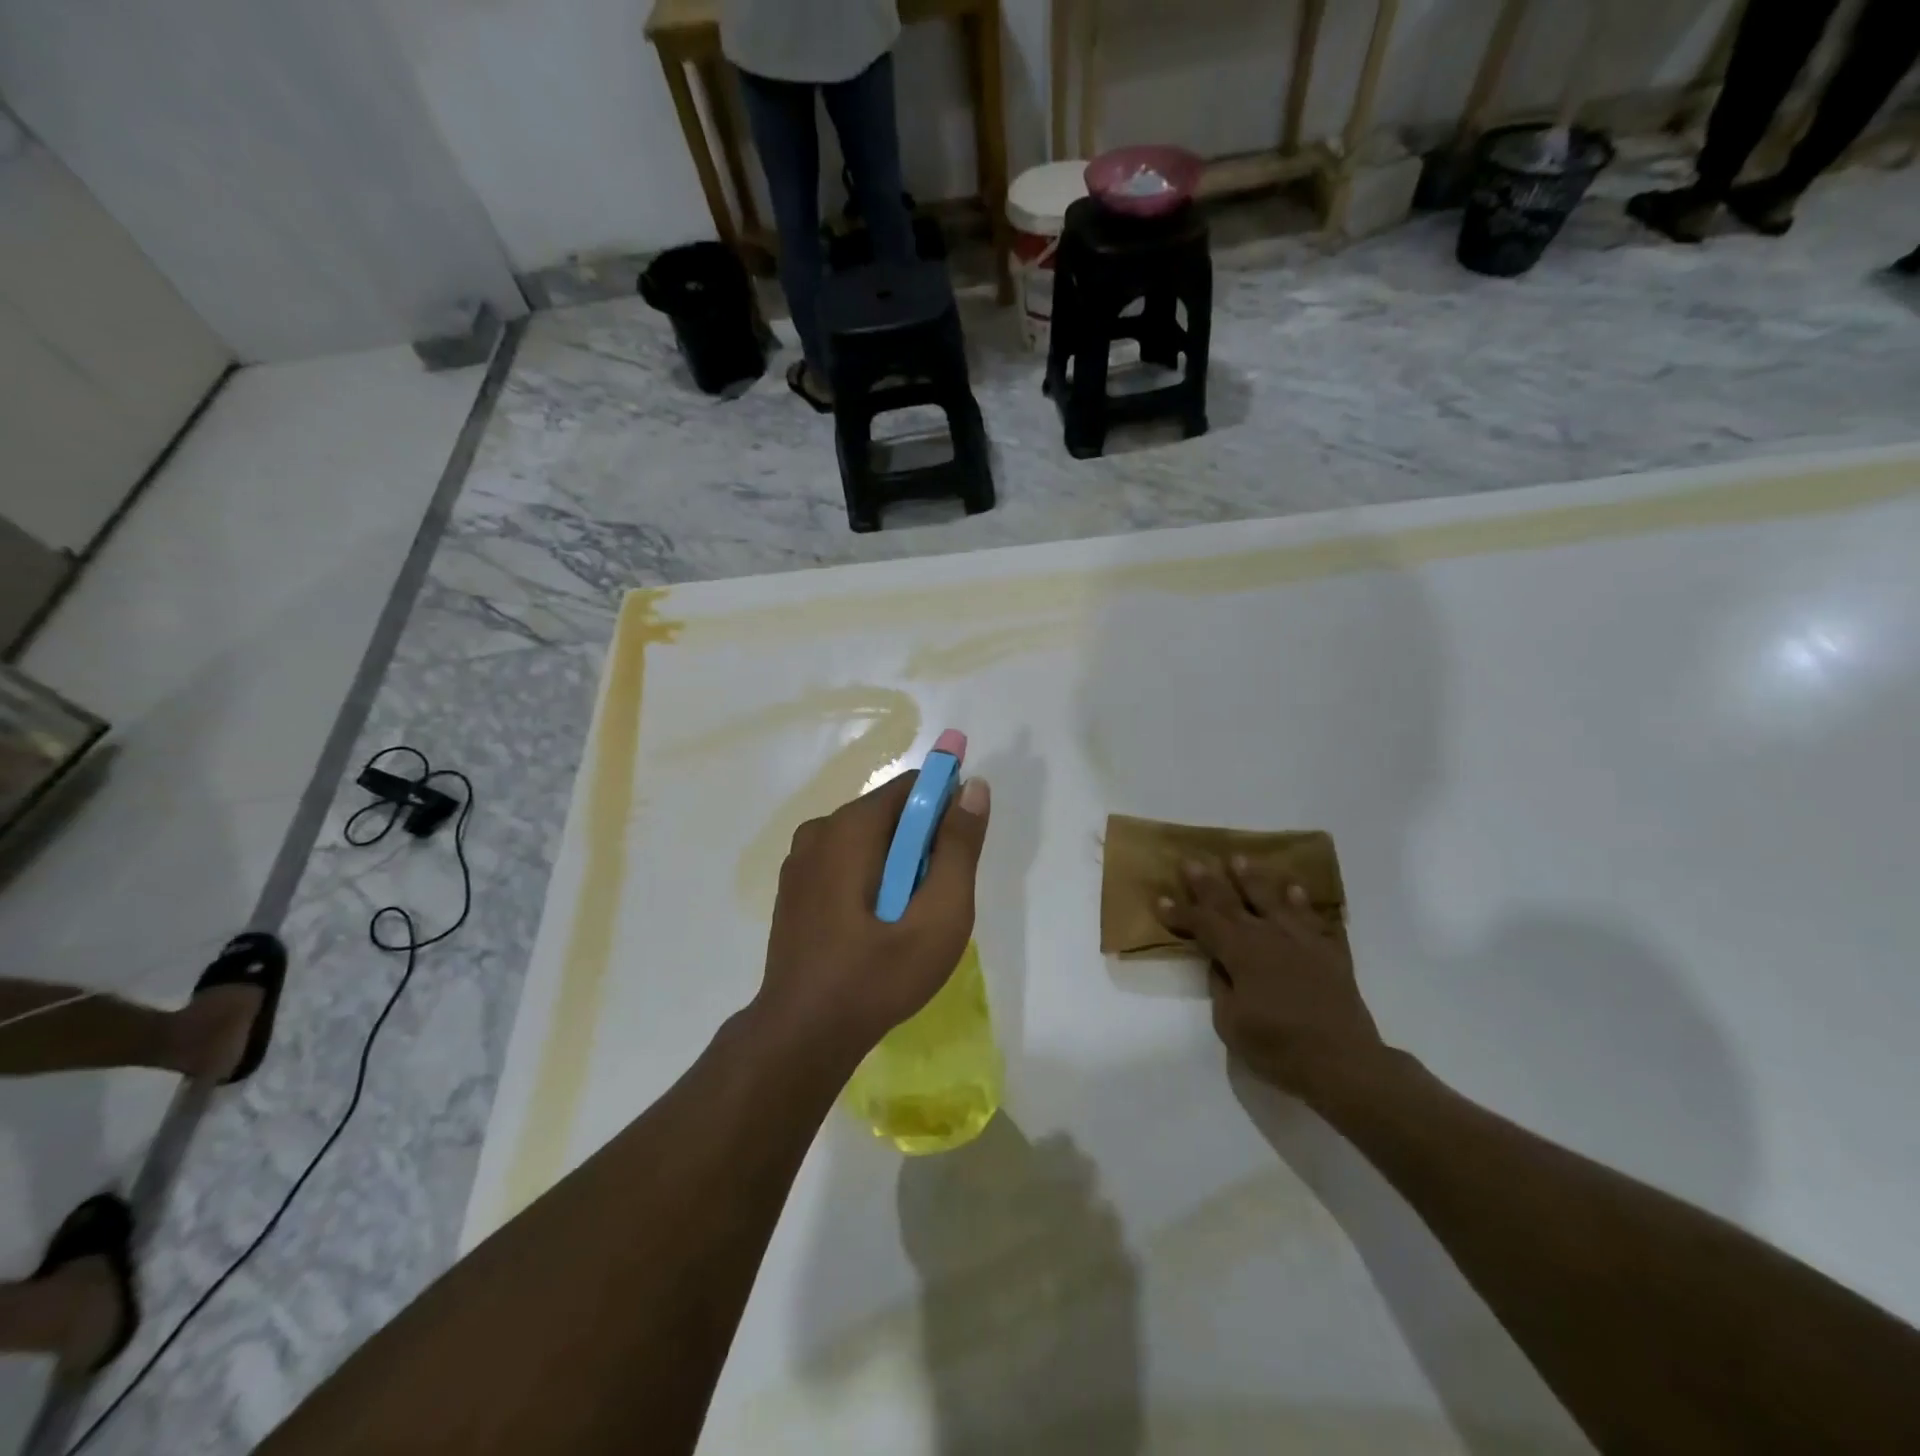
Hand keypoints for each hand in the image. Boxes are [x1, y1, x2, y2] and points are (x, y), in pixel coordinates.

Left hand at [755, 771, 990, 1062]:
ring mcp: (800, 859)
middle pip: (889, 813)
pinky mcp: (794, 887)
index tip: (961, 852)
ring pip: (868, 840)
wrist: (803, 1035)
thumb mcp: (939, 914)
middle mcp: (819, 829)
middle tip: (935, 899)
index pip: (912, 786)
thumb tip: (974, 787)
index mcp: (850, 826)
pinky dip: (870, 879)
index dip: (946, 808)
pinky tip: (875, 927)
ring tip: (907, 919)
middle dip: (922, 844)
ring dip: (897, 865)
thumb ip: (959, 847)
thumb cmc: (878, 974)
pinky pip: (845, 862)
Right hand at [1158, 857, 1383, 1097]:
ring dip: (1253, 879)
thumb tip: (1220, 965)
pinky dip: (1302, 903)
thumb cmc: (1279, 1047)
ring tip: (1239, 859)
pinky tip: (1294, 889)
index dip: (1180, 913)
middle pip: (1231, 903)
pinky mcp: (1329, 952)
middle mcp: (1268, 936)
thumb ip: (1221, 987)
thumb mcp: (1231, 1024)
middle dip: (1208, 882)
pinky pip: (1313, 919)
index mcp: (1240, 953)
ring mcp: (1302, 940)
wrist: (1344, 1063)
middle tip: (1191, 861)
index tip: (1161, 899)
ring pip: (1272, 900)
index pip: (1203, 924)